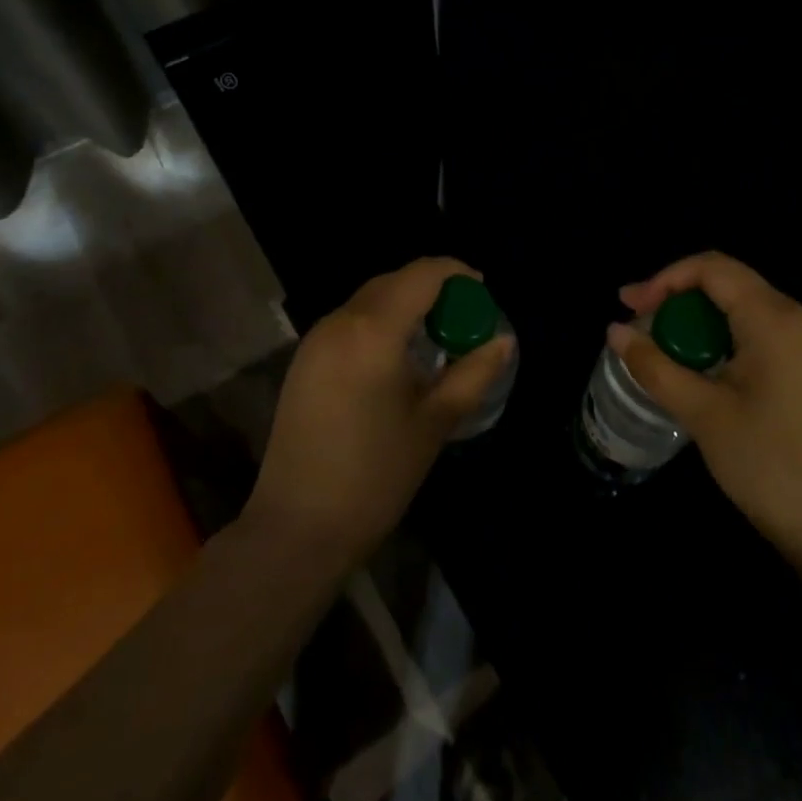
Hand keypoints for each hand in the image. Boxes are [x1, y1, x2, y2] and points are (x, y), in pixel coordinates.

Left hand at [246, 257, 514, 569]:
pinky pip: (351, 321)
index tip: (482, 291)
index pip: (422, 274)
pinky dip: (381, 321)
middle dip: (433, 288)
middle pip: (394, 281)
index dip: (456, 273)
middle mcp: (339, 322)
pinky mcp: (304, 360)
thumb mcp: (434, 422)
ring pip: (370, 299)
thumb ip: (473, 373)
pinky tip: (398, 355)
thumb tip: (504, 340)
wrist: (297, 527)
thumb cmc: (375, 476)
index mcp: (373, 331)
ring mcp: (315, 340)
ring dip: (406, 304)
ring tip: (437, 335)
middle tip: (465, 318)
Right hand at [614, 252, 801, 570]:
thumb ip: (655, 366)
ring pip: (748, 311)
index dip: (664, 279)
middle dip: (679, 301)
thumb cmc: (772, 468)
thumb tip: (615, 331)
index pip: (713, 268)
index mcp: (777, 319)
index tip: (629, 306)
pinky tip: (709, 373)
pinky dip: (729, 342)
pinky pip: (768, 335)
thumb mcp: (704, 415)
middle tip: (639, 330)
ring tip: (667, 354)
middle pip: (731, 285)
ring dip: (703, 324)